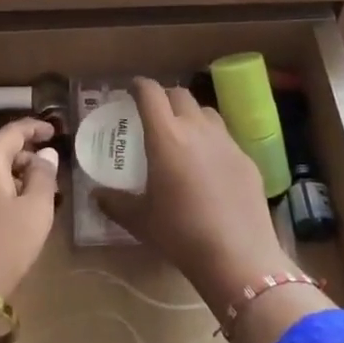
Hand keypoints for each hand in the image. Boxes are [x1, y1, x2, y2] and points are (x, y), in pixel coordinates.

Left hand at [0, 118, 58, 299]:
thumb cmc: (3, 246)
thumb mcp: (35, 210)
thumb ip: (43, 176)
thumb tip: (45, 153)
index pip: (12, 132)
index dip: (34, 128)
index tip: (53, 131)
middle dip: (19, 151)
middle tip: (42, 164)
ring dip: (4, 170)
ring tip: (28, 187)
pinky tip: (4, 205)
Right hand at [96, 78, 294, 311]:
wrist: (238, 256)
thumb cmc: (180, 234)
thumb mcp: (140, 220)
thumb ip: (115, 203)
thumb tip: (96, 195)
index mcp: (166, 137)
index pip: (150, 94)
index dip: (138, 86)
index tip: (130, 89)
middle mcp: (197, 129)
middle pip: (180, 95)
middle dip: (164, 97)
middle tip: (153, 113)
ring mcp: (226, 142)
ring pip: (206, 112)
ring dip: (190, 115)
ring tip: (182, 134)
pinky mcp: (247, 159)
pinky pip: (225, 138)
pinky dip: (211, 140)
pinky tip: (208, 166)